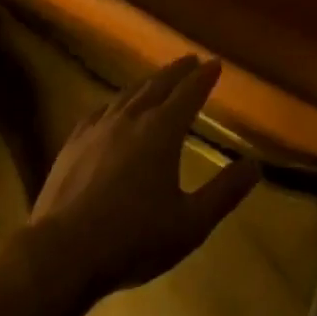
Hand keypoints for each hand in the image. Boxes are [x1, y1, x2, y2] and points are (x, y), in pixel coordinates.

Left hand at [26, 56, 260, 300]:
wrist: (61, 255)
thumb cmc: (132, 239)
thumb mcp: (190, 224)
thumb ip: (224, 192)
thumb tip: (254, 166)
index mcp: (162, 130)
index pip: (189, 92)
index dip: (204, 77)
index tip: (215, 63)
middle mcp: (132, 118)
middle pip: (159, 84)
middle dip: (178, 71)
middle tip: (191, 60)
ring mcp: (99, 128)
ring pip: (129, 93)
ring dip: (148, 82)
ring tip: (157, 79)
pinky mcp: (73, 143)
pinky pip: (100, 111)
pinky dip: (115, 103)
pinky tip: (113, 108)